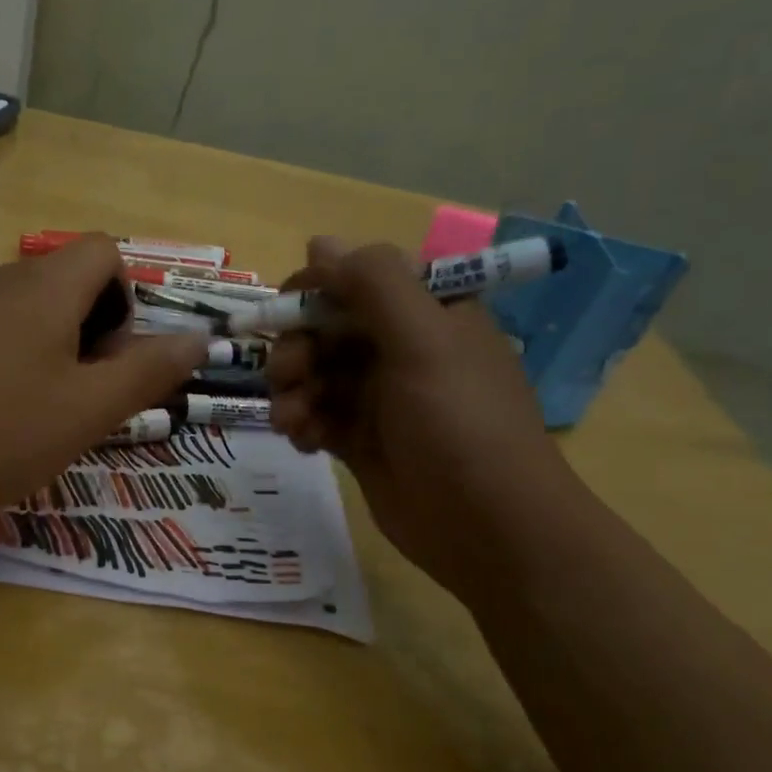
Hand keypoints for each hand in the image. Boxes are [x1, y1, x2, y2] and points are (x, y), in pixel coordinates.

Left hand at [0, 237, 207, 523]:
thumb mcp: (85, 412)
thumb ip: (146, 372)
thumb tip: (198, 338)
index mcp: (44, 288)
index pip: (105, 251)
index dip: (125, 299)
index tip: (109, 359)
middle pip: (65, 281)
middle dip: (89, 332)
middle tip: (75, 397)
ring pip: (23, 310)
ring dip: (46, 351)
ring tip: (30, 413)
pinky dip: (2, 360)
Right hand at [267, 238, 584, 602]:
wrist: (487, 529)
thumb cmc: (460, 425)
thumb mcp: (423, 342)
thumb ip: (374, 284)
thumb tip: (319, 243)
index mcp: (429, 313)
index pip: (359, 280)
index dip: (316, 292)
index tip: (283, 313)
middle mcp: (404, 348)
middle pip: (328, 328)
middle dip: (298, 349)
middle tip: (286, 376)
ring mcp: (381, 396)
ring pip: (315, 373)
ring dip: (293, 391)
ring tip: (293, 421)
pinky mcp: (362, 439)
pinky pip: (317, 415)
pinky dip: (302, 423)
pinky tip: (304, 442)